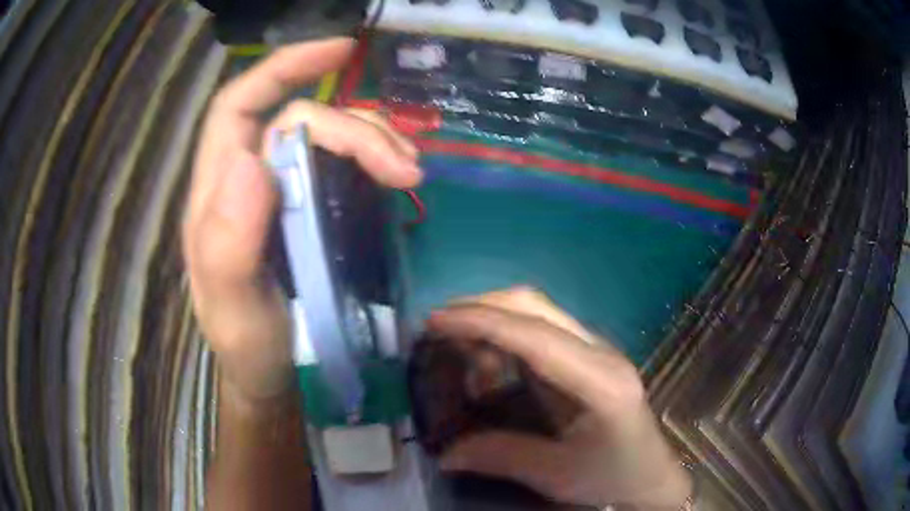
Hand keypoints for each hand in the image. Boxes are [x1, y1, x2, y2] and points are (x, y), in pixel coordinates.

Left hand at [182, 39, 421, 404]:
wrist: (275, 379)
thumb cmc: (249, 349)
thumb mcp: (231, 311)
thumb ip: (227, 245)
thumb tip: (253, 163)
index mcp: (218, 194)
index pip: (239, 106)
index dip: (283, 68)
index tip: (339, 51)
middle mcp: (249, 181)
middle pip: (298, 120)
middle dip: (352, 129)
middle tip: (403, 167)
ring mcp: (284, 194)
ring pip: (327, 138)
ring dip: (372, 141)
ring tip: (409, 173)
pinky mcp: (313, 212)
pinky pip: (344, 167)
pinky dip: (374, 161)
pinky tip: (399, 177)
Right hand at [428, 288, 691, 509]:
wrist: (650, 474)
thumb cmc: (611, 477)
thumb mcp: (555, 475)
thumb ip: (499, 456)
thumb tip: (444, 453)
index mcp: (599, 382)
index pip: (535, 336)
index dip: (481, 322)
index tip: (435, 321)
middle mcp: (601, 352)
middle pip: (536, 306)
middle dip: (481, 307)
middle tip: (437, 326)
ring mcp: (598, 349)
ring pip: (537, 312)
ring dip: (492, 320)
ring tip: (459, 351)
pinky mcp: (589, 355)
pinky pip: (541, 329)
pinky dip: (506, 335)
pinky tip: (490, 364)